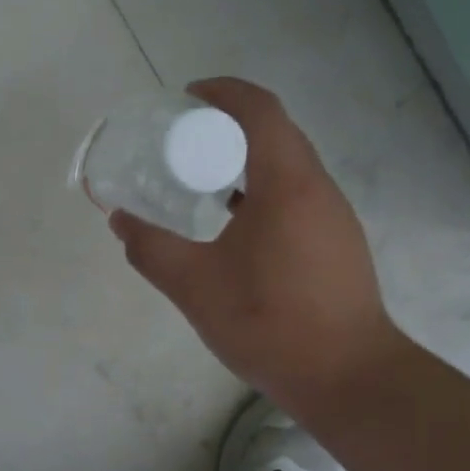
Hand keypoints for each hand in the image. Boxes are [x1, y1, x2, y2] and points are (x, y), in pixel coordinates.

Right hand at [110, 78, 404, 414]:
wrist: (349, 378)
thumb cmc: (271, 323)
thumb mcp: (195, 286)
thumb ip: (151, 249)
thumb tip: (120, 220)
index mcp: (288, 184)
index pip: (260, 110)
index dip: (224, 92)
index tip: (187, 97)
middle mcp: (318, 189)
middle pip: (276, 132)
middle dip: (229, 124)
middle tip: (184, 141)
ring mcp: (333, 217)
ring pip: (288, 166)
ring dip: (246, 160)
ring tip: (202, 182)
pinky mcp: (337, 243)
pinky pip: (296, 195)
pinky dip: (262, 190)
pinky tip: (234, 226)